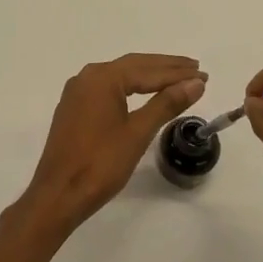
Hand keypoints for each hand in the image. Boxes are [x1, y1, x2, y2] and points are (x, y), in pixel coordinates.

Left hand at [15, 54, 205, 233]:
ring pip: (120, 77)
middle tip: (195, 69)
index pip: (147, 70)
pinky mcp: (74, 109)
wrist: (59, 195)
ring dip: (149, 77)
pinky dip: (131, 88)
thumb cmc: (100, 163)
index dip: (177, 73)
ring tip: (178, 79)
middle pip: (133, 67)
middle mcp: (87, 77)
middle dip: (165, 68)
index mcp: (102, 78)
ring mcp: (77, 93)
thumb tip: (195, 83)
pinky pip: (108, 90)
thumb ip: (166, 104)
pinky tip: (145, 93)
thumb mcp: (138, 132)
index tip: (203, 74)